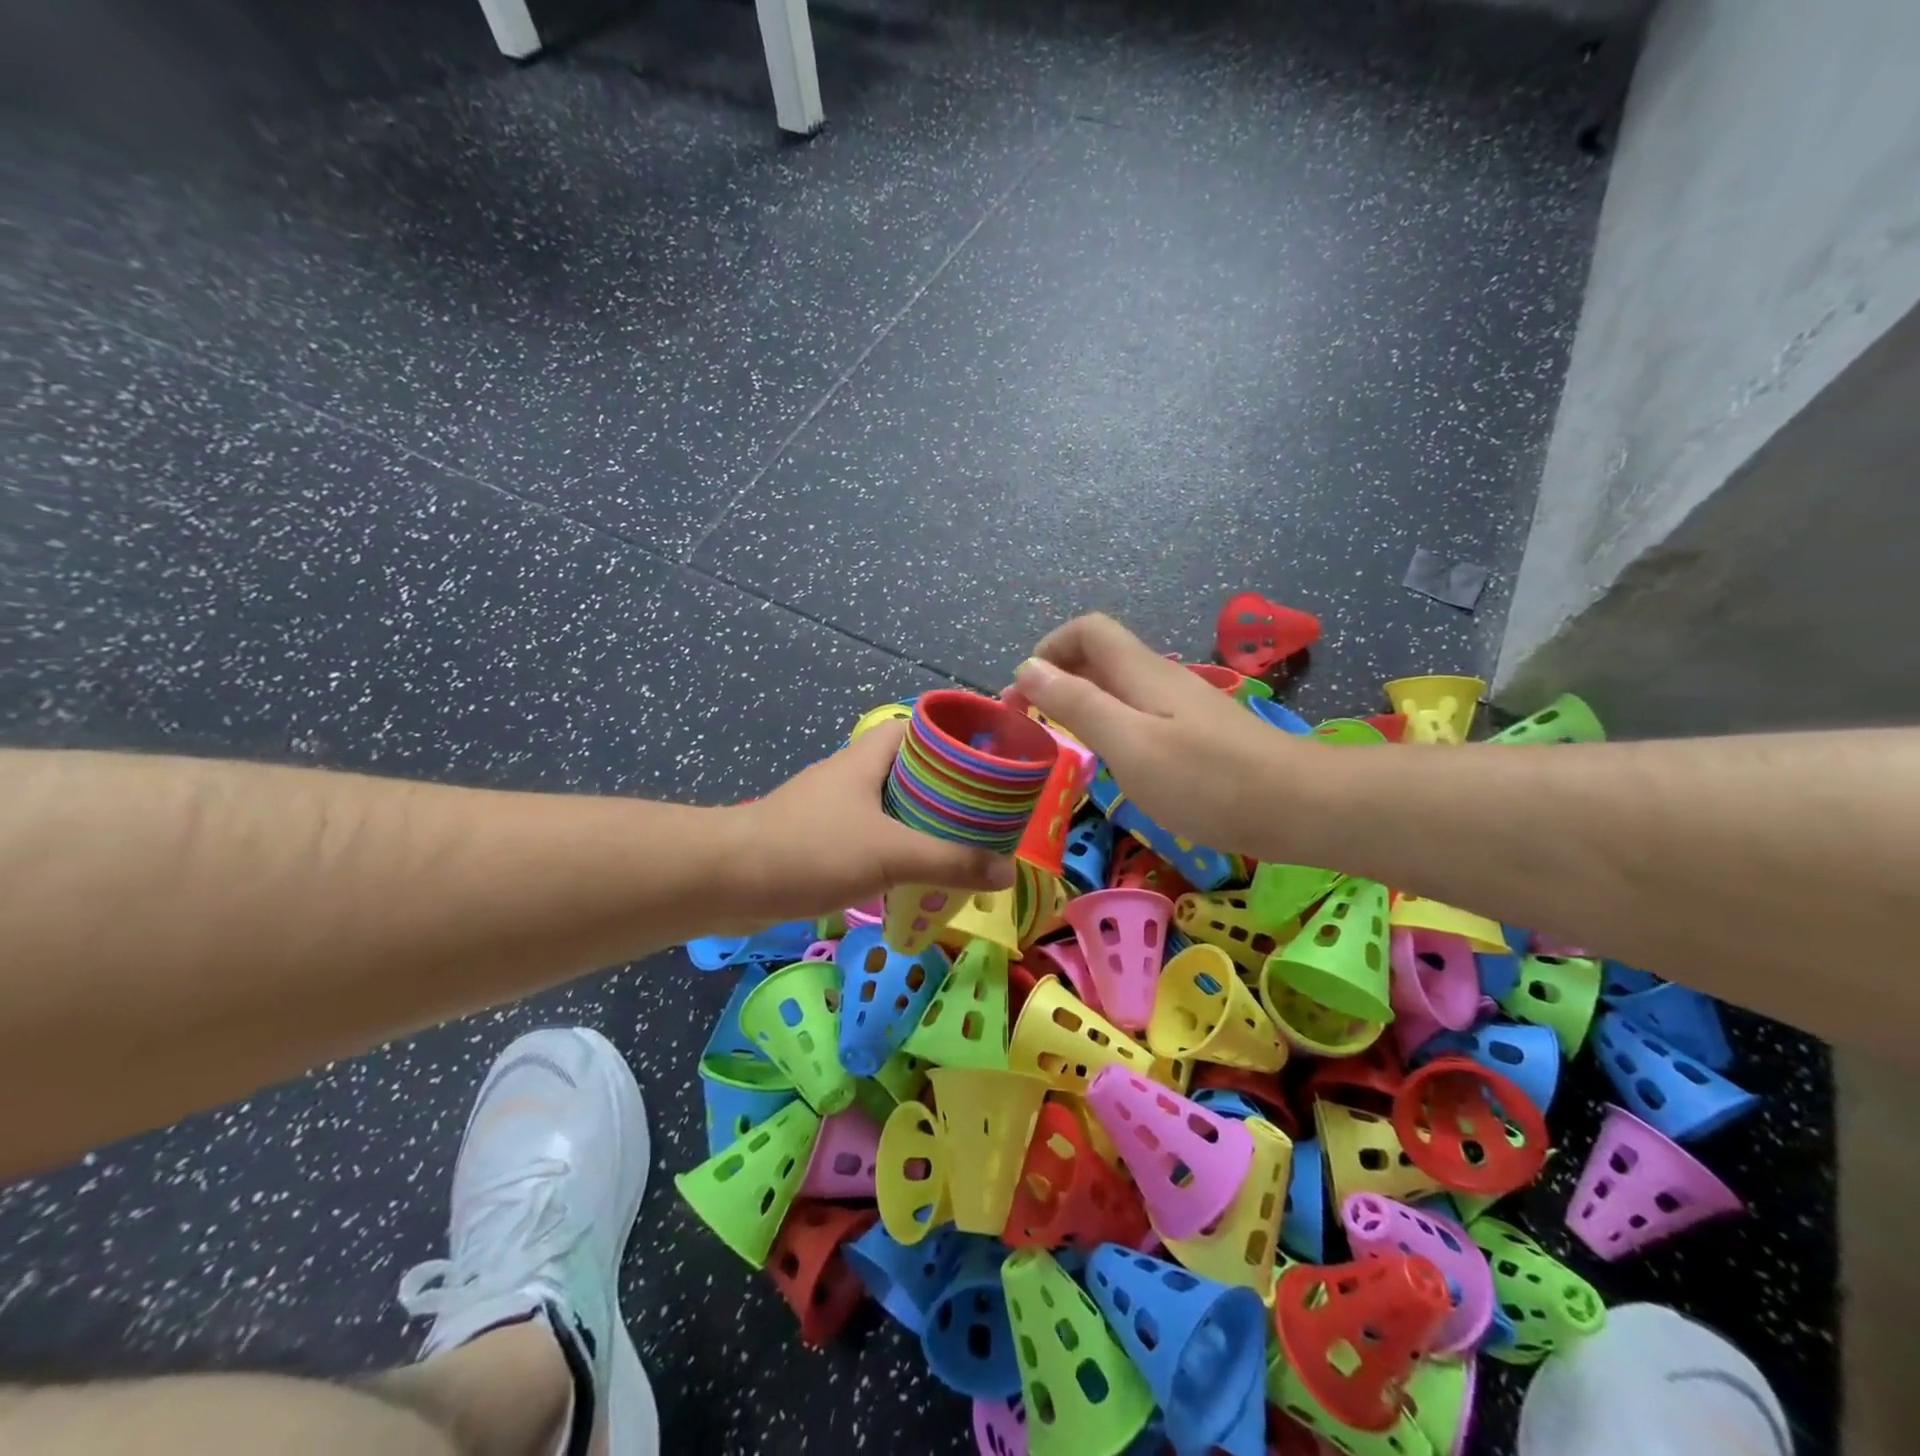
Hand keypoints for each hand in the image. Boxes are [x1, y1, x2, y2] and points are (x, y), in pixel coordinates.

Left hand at [726, 721, 1016, 926]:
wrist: (727, 881)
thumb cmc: (810, 850)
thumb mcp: (889, 853)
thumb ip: (949, 862)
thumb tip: (1005, 871)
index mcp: (868, 758)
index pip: (920, 728)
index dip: (956, 737)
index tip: (992, 760)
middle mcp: (853, 776)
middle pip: (912, 770)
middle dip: (949, 789)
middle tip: (988, 813)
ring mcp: (834, 808)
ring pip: (892, 806)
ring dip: (924, 822)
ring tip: (965, 845)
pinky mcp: (821, 840)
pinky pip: (873, 836)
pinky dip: (898, 849)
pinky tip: (917, 874)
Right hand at [1009, 614, 1310, 860]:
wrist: (1298, 807)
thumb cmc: (1207, 780)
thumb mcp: (1129, 743)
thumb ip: (1077, 704)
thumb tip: (1027, 667)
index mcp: (1140, 672)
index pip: (1086, 630)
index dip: (1048, 649)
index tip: (1023, 695)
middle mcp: (1159, 678)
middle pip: (1098, 657)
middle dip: (1057, 679)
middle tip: (1031, 726)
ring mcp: (1181, 705)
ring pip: (1118, 687)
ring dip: (1081, 704)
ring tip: (1062, 744)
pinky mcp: (1196, 733)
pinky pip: (1138, 714)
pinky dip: (1110, 726)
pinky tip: (1112, 762)